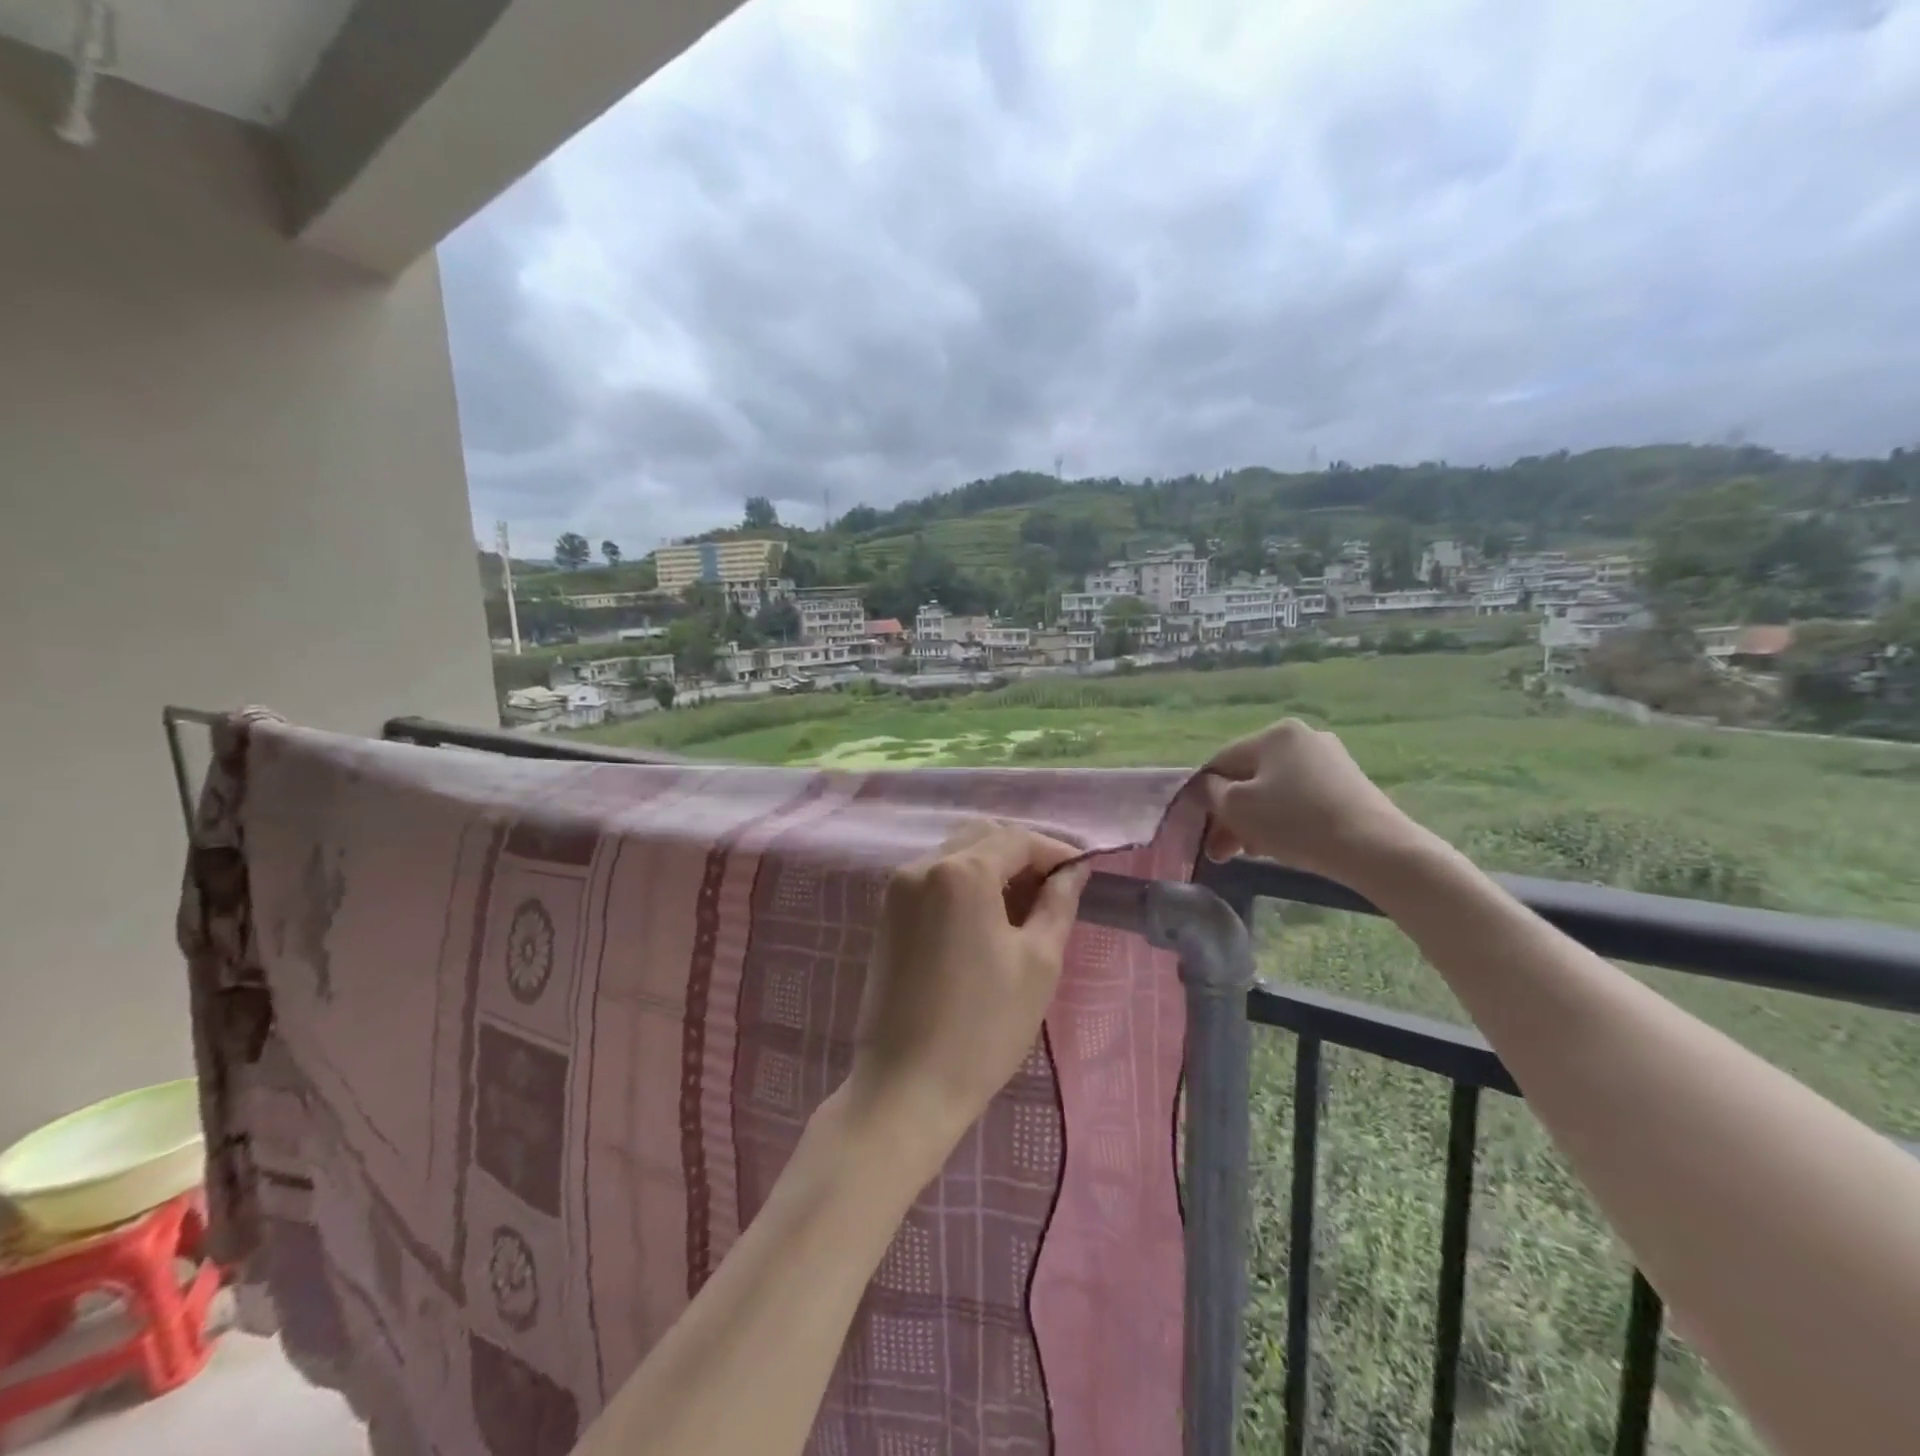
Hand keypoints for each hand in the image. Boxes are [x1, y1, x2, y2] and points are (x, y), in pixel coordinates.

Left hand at [845, 820, 1090, 1159]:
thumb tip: (1073, 871)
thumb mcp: (1039, 962)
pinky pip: (934, 879)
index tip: (1083, 873)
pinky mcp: (886, 914)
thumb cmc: (984, 1026)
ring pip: (956, 855)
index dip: (1055, 851)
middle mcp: (921, 866)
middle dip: (1023, 855)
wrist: (907, 1087)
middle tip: (1055, 890)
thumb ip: (1058, 903)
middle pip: (983, 837)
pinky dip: (965, 885)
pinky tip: (987, 920)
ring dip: (993, 868)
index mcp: (960, 872)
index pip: (1017, 839)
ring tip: (1025, 907)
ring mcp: (897, 889)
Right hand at [1201, 718, 1425, 886]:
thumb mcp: (1237, 807)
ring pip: (1273, 790)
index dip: (1203, 794)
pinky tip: (1278, 846)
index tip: (1199, 828)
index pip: (1221, 761)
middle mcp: (1303, 738)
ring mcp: (1330, 760)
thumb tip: (1201, 787)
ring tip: (1248, 854)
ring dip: (1253, 821)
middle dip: (1230, 814)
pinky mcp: (1349, 785)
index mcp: (1274, 733)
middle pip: (1249, 777)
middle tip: (1220, 851)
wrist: (1375, 849)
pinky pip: (1300, 799)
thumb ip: (1210, 792)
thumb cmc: (1295, 822)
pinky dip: (1282, 820)